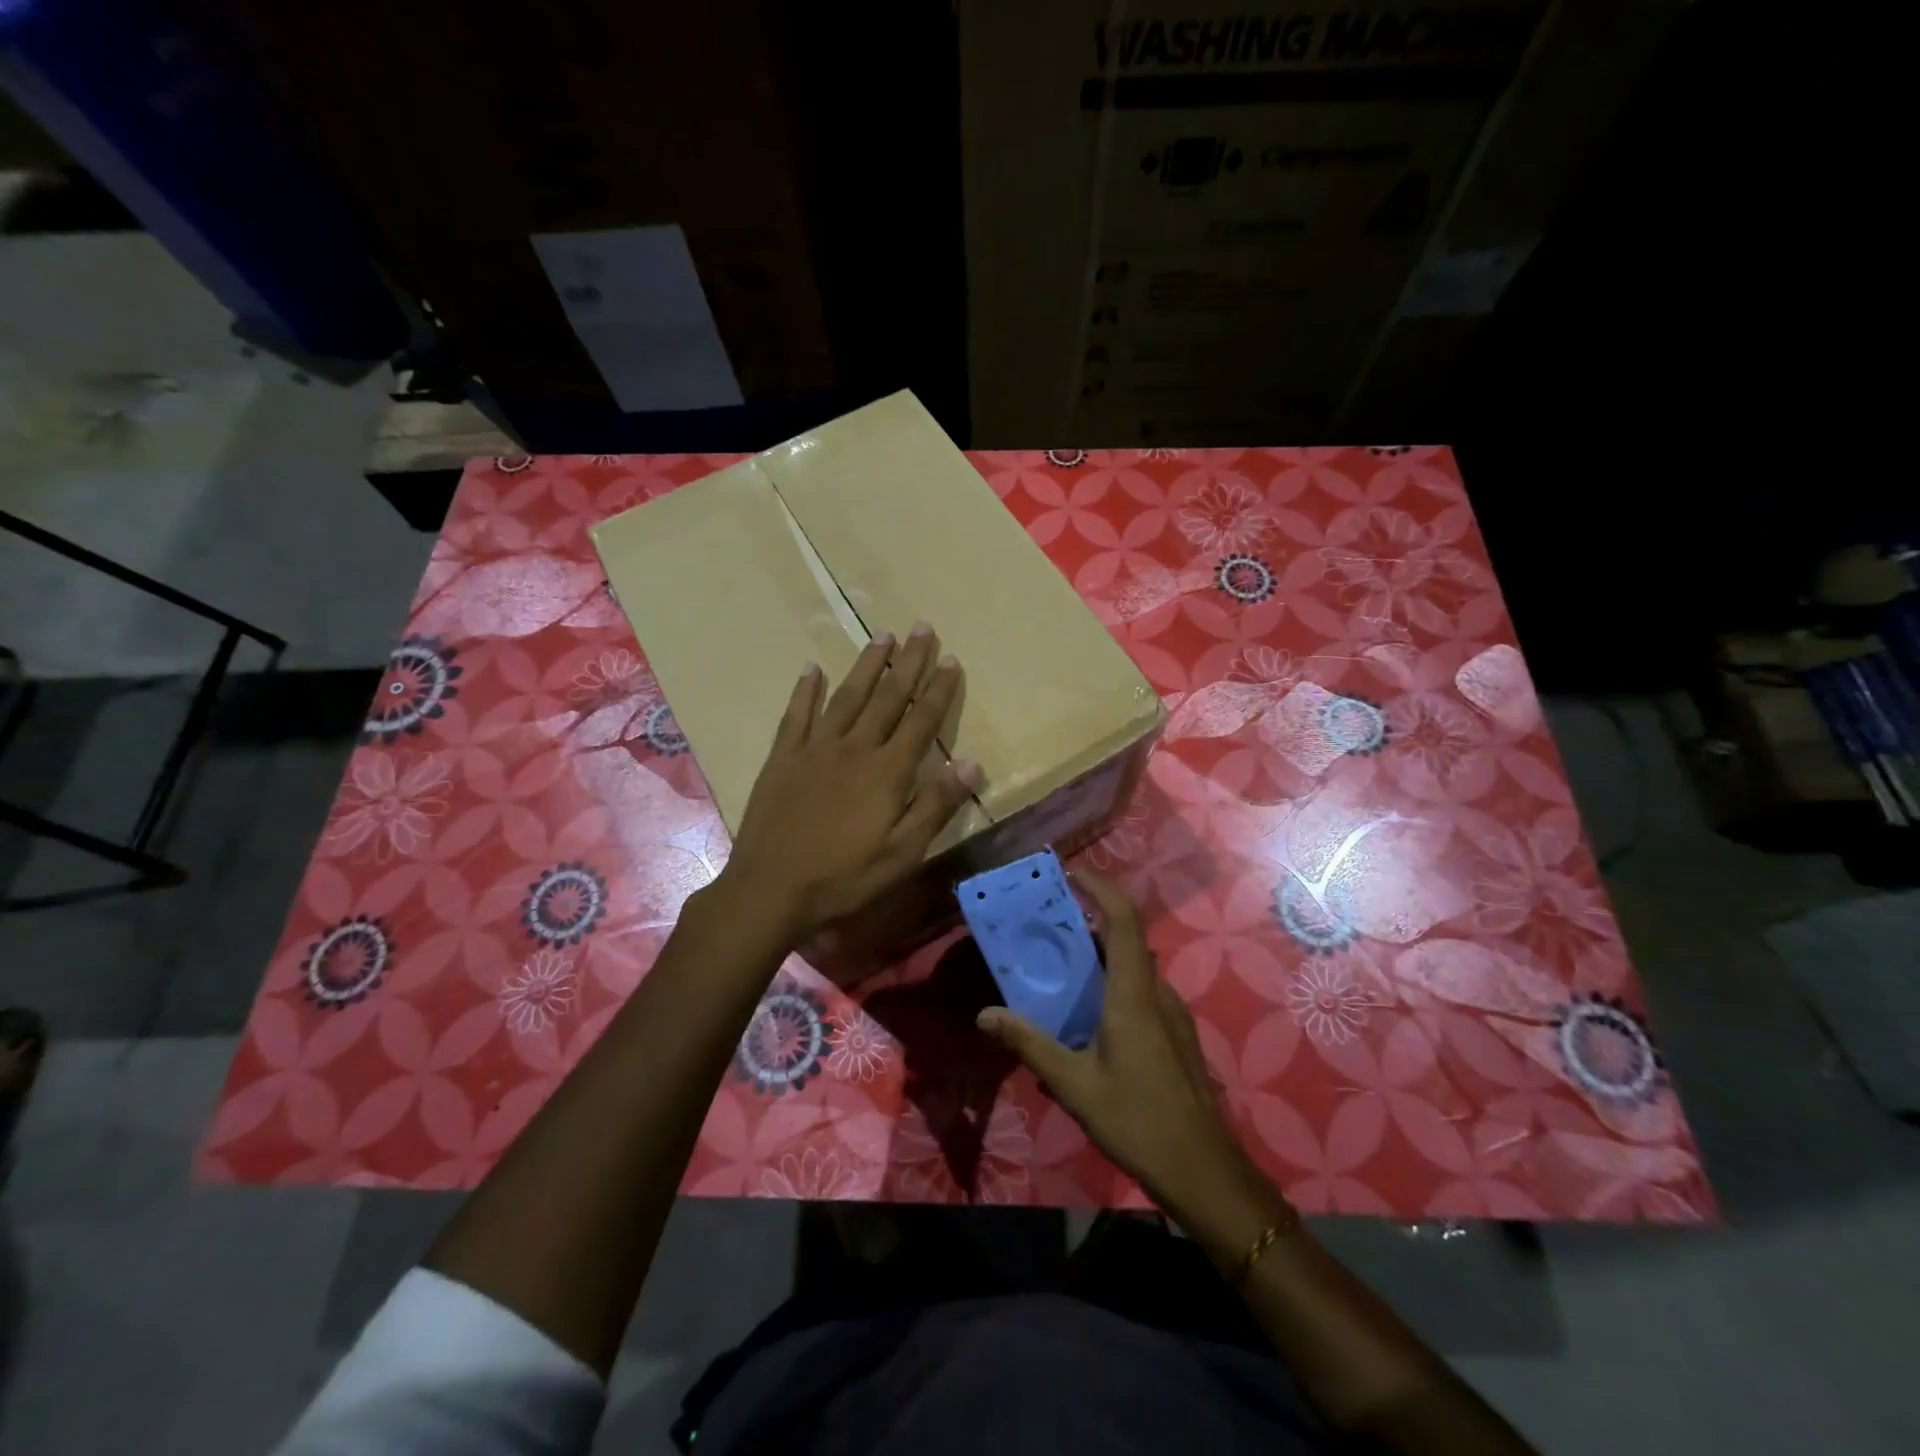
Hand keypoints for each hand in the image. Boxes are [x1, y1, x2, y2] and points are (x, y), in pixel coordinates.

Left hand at [718, 623, 980, 943]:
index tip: (951, 658)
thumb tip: (972, 763)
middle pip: (887, 697)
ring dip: (867, 665)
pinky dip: (806, 690)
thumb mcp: (902, 854)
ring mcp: (814, 749)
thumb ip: (936, 805)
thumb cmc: (844, 878)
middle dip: (908, 662)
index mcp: (887, 772)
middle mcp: (853, 749)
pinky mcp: (783, 758)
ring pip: (847, 697)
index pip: (921, 720)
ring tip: (882, 636)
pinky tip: (813, 668)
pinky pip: (796, 715)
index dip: (939, 689)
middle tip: (923, 627)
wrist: (770, 889)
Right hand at [976, 870, 1261, 1212]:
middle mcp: (1157, 992)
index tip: (1070, 873)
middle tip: (1046, 925)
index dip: (1100, 888)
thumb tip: (985, 1014)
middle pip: (1125, 939)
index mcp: (1134, 993)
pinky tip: (1086, 1022)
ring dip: (1099, 958)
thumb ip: (1029, 1043)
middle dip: (1087, 922)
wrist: (1204, 1171)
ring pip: (1133, 968)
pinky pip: (1140, 993)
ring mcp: (1172, 1014)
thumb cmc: (1137, 1120)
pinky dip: (1112, 987)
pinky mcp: (1176, 1035)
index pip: (1123, 919)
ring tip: (1057, 972)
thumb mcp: (1074, 1084)